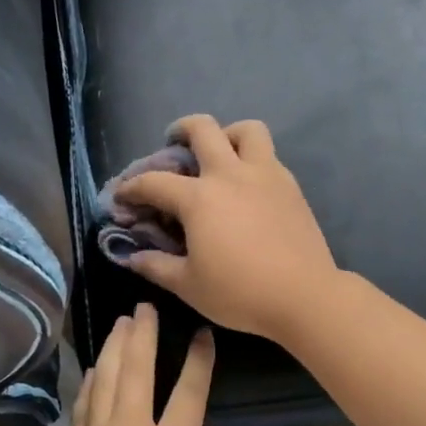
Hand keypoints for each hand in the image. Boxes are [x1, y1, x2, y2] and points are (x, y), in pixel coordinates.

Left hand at [45, 303, 215, 425]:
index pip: (189, 390)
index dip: (198, 359)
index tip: (201, 333)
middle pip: (136, 370)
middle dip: (142, 334)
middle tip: (144, 307)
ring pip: (103, 382)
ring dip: (113, 349)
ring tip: (119, 325)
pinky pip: (82, 409)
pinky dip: (90, 384)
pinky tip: (94, 371)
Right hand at [114, 114, 340, 342]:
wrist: (304, 295)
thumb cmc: (240, 292)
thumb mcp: (189, 285)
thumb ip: (156, 266)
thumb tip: (132, 256)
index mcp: (199, 198)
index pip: (154, 182)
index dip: (131, 188)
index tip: (121, 197)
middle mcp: (230, 174)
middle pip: (202, 129)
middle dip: (180, 130)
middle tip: (173, 144)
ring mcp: (265, 175)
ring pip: (246, 130)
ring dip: (227, 134)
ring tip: (220, 153)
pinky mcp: (290, 186)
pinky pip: (268, 156)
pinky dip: (252, 159)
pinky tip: (247, 186)